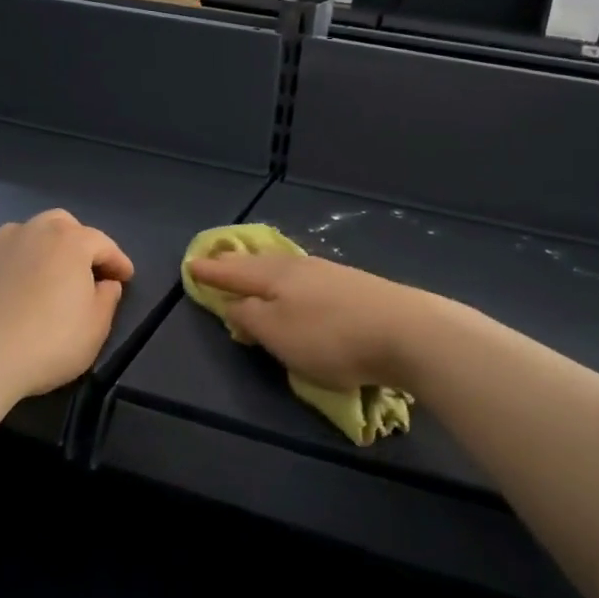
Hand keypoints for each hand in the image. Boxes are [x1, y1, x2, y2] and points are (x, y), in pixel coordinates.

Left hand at [0, 211, 133, 398]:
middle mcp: (35, 232)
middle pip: (65, 225)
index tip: (126, 278)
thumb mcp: (95, 327)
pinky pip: (9, 254)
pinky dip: (23, 263)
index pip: (103, 243)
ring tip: (54, 275)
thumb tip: (106, 283)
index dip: (118, 261)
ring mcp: (0, 245)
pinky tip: (24, 288)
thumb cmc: (48, 341)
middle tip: (89, 270)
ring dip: (49, 248)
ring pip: (32, 233)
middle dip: (81, 243)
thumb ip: (107, 299)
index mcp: (70, 241)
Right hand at [185, 253, 434, 392]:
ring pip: (285, 268)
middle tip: (217, 260)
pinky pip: (307, 278)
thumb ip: (250, 317)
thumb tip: (234, 305)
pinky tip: (296, 284)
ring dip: (263, 270)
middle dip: (236, 264)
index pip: (235, 272)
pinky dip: (289, 280)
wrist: (407, 331)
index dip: (212, 272)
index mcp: (276, 276)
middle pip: (260, 264)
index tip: (191, 264)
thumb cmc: (331, 337)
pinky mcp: (355, 287)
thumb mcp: (278, 333)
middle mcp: (301, 267)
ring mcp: (331, 274)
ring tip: (252, 271)